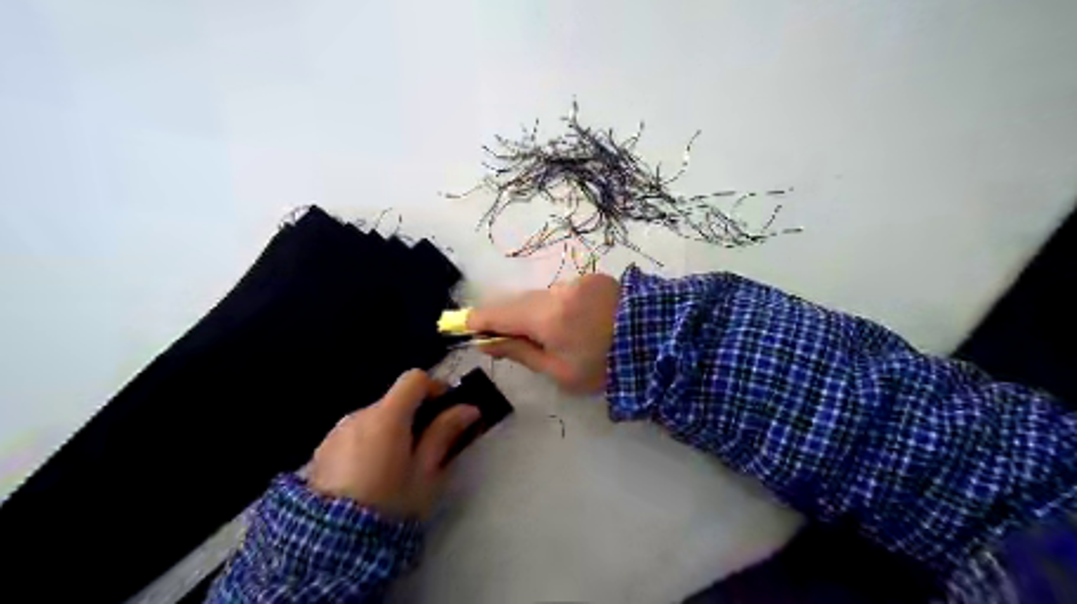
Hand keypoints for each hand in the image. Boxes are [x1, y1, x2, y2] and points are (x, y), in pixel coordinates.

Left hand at [310, 371, 482, 520]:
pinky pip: (355, 434)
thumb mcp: (426, 472)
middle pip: (394, 400)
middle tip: (425, 446)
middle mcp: (359, 415)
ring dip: (390, 429)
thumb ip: (444, 434)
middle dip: (413, 415)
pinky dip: (368, 442)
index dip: (435, 387)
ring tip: (395, 465)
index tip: (447, 408)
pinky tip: (369, 474)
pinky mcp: (322, 449)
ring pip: (374, 418)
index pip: (414, 379)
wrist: (331, 544)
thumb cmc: (390, 504)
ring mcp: (337, 431)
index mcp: (387, 417)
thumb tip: (469, 408)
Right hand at [468, 271, 618, 393]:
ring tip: (551, 334)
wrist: (657, 344)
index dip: (477, 319)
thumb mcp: (559, 372)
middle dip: (507, 317)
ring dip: (536, 312)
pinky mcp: (594, 278)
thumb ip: (520, 353)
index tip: (462, 326)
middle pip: (518, 301)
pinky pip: (564, 291)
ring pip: (542, 296)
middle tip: (501, 336)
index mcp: (547, 317)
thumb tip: (486, 342)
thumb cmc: (604, 367)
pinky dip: (559, 305)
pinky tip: (575, 322)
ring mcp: (577, 281)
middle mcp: (558, 291)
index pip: (499, 313)